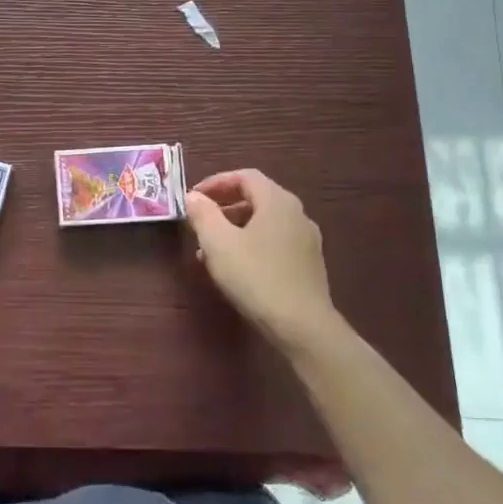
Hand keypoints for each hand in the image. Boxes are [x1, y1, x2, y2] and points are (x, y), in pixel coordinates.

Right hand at [185, 170, 343, 360]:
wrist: (303, 327)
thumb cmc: (256, 277)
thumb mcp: (218, 243)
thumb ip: (203, 214)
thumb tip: (194, 197)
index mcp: (277, 201)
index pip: (245, 176)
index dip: (216, 182)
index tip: (193, 198)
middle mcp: (297, 214)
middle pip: (256, 198)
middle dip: (224, 206)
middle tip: (199, 222)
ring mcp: (306, 240)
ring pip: (264, 222)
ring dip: (235, 228)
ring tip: (210, 250)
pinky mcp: (309, 264)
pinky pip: (274, 242)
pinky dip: (251, 244)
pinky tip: (235, 268)